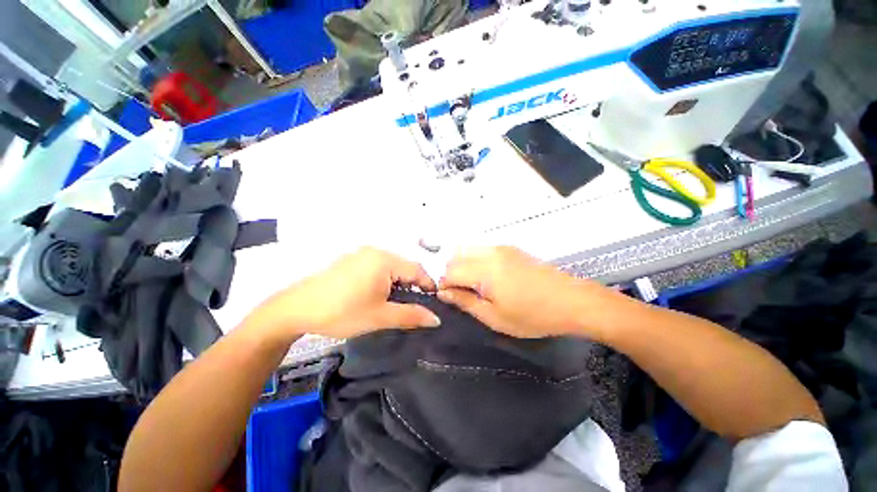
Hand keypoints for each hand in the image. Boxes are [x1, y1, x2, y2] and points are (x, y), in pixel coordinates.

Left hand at [251, 247, 440, 342]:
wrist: (295, 309)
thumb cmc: (341, 312)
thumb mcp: (380, 316)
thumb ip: (411, 315)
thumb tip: (436, 319)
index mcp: (384, 260)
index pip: (417, 270)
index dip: (428, 286)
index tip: (433, 302)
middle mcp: (375, 251)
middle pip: (405, 267)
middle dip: (412, 286)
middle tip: (413, 306)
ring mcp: (361, 253)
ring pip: (391, 267)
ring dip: (398, 283)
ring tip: (395, 302)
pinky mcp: (352, 259)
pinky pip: (378, 266)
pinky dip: (385, 279)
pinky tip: (377, 294)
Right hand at [438, 246, 599, 338]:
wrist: (572, 301)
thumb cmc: (533, 315)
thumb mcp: (494, 317)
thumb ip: (465, 302)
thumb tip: (443, 292)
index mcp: (484, 270)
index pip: (449, 271)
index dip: (443, 284)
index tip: (448, 297)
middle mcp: (489, 252)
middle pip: (455, 256)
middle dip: (450, 273)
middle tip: (460, 292)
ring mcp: (500, 247)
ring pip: (467, 249)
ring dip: (461, 265)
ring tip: (472, 285)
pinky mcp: (510, 248)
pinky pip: (481, 249)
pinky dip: (474, 260)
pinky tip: (485, 276)